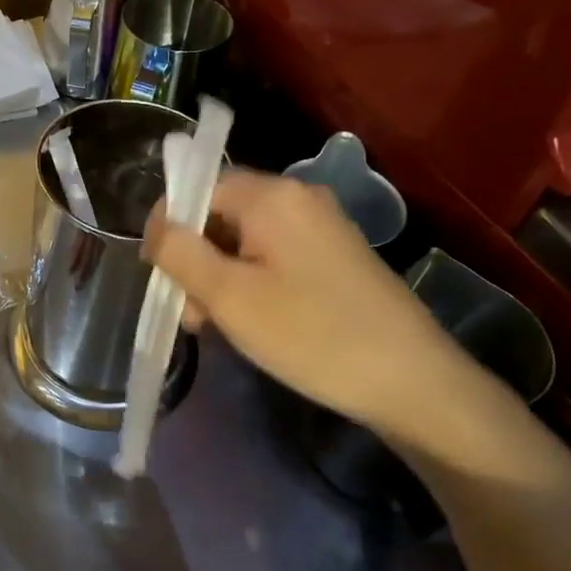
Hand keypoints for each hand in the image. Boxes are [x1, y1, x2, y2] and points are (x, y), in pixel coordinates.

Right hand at [144, 170, 476, 439]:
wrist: (414, 382)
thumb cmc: (311, 334)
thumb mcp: (229, 296)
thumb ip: (180, 253)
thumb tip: (156, 229)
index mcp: (272, 195)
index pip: (197, 187)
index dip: (168, 226)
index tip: (160, 276)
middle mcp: (298, 198)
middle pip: (221, 214)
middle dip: (195, 259)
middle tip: (191, 313)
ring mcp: (322, 226)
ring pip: (245, 239)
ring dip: (220, 276)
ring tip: (218, 326)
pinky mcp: (336, 256)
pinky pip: (274, 255)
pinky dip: (251, 282)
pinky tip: (252, 322)